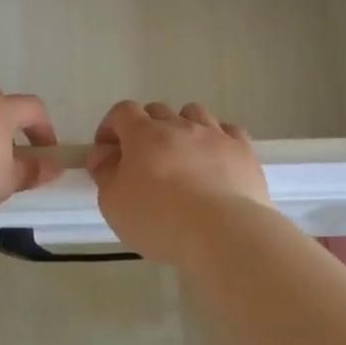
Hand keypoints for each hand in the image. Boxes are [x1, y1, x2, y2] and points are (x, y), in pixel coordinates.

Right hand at [88, 101, 270, 266]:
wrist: (223, 233)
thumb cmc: (159, 219)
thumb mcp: (113, 203)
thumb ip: (104, 173)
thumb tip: (102, 154)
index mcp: (144, 134)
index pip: (122, 112)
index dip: (111, 127)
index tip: (108, 152)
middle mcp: (180, 126)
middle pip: (158, 111)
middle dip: (145, 129)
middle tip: (143, 160)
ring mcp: (215, 135)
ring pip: (194, 114)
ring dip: (183, 127)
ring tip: (181, 156)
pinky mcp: (243, 151)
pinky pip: (228, 131)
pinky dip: (217, 139)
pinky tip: (215, 160)